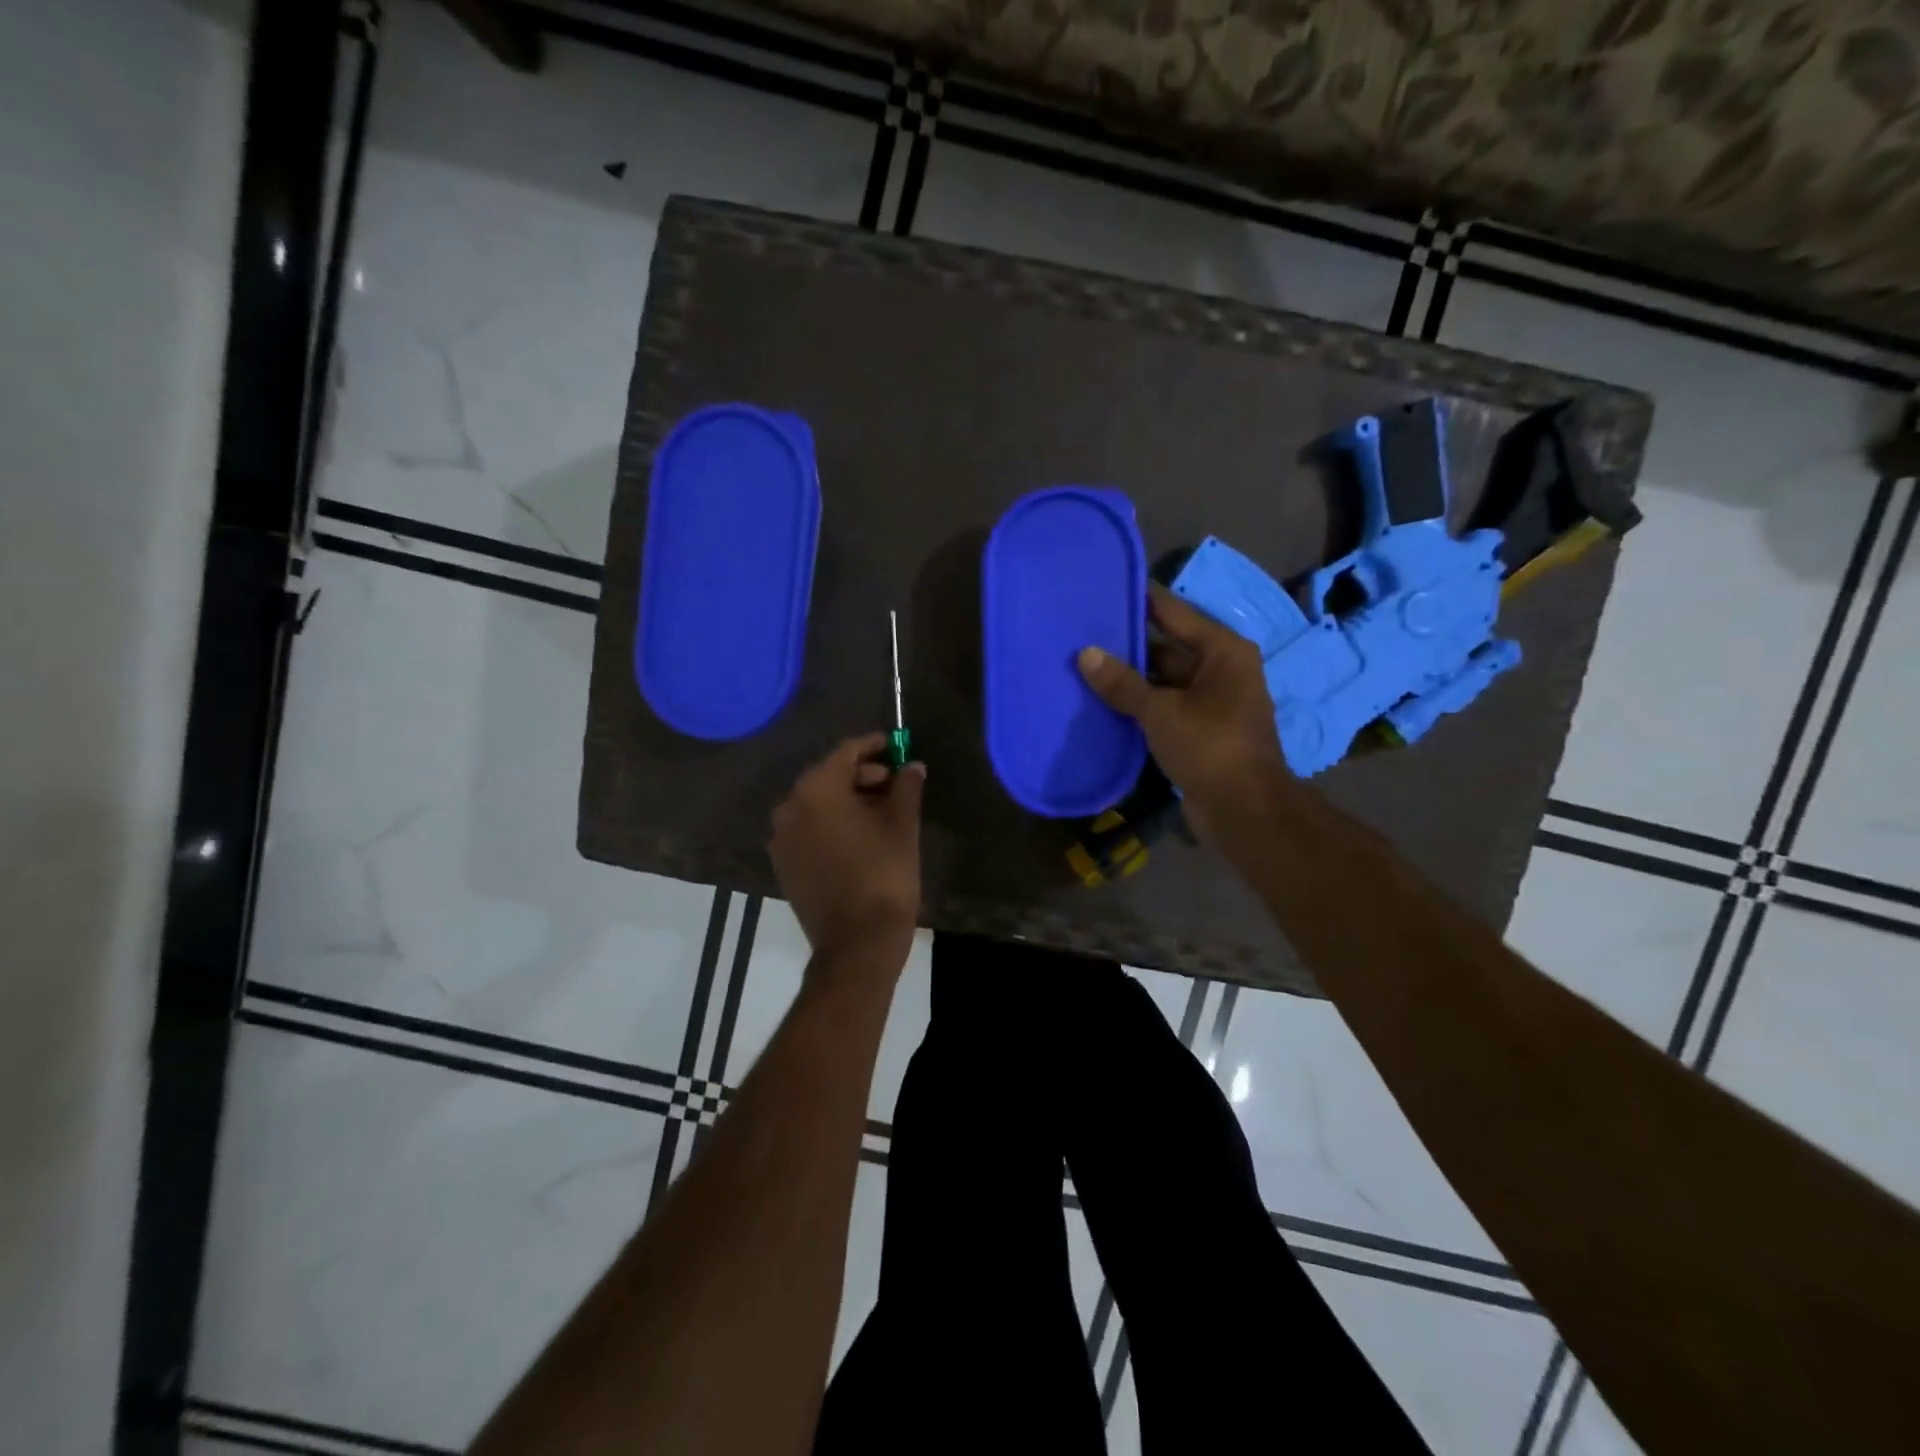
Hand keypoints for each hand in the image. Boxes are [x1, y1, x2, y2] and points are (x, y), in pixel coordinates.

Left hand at [769, 733, 925, 972]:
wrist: (858, 943)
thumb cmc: (884, 875)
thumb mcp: (903, 825)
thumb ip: (906, 787)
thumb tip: (912, 766)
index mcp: (816, 791)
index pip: (845, 753)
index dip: (873, 746)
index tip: (895, 745)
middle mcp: (790, 808)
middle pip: (828, 777)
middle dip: (862, 775)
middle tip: (894, 781)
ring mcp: (783, 839)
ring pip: (818, 804)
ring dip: (848, 800)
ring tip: (883, 809)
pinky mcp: (785, 864)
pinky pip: (809, 829)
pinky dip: (832, 823)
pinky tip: (860, 834)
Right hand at [1078, 584, 1287, 849]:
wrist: (1244, 810)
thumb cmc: (1209, 746)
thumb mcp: (1160, 710)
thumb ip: (1122, 683)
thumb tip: (1086, 654)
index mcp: (1222, 651)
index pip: (1174, 613)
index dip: (1141, 601)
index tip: (1106, 588)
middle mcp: (1220, 670)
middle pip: (1167, 648)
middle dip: (1128, 647)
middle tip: (1082, 635)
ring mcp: (1211, 702)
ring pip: (1163, 681)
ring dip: (1130, 681)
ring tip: (1084, 668)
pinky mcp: (1200, 731)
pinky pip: (1164, 708)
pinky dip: (1139, 707)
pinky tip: (1103, 704)